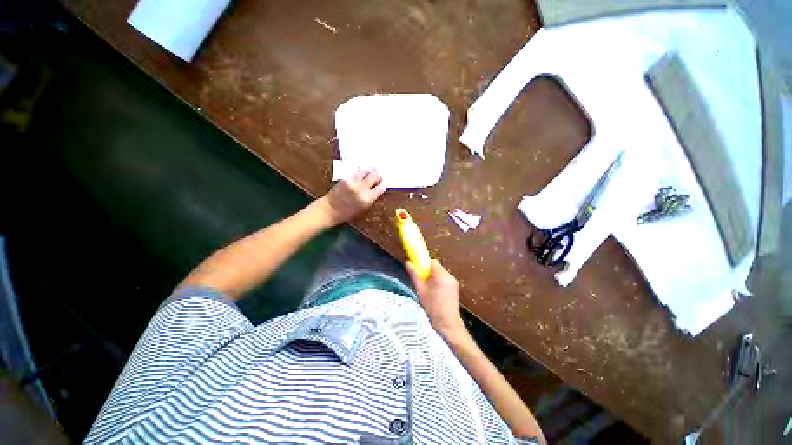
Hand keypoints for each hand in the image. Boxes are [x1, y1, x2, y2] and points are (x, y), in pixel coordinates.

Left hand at [319, 169, 385, 224]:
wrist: (331, 210)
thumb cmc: (348, 213)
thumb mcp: (364, 207)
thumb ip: (371, 197)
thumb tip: (377, 189)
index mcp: (368, 199)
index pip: (381, 187)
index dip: (383, 184)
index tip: (383, 182)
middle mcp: (362, 189)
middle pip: (375, 175)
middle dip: (378, 174)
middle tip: (378, 174)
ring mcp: (354, 182)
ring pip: (366, 171)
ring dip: (370, 170)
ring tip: (371, 171)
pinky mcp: (346, 178)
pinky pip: (356, 172)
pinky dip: (360, 172)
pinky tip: (361, 173)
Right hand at [406, 259, 465, 337]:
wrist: (447, 323)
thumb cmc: (431, 306)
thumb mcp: (420, 290)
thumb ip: (414, 275)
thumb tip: (407, 262)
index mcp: (441, 275)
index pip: (433, 261)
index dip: (425, 264)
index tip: (419, 271)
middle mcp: (449, 276)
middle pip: (437, 267)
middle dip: (429, 271)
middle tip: (422, 280)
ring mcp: (454, 282)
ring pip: (441, 273)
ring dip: (434, 277)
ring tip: (428, 288)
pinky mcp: (455, 288)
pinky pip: (445, 279)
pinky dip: (439, 282)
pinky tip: (435, 292)